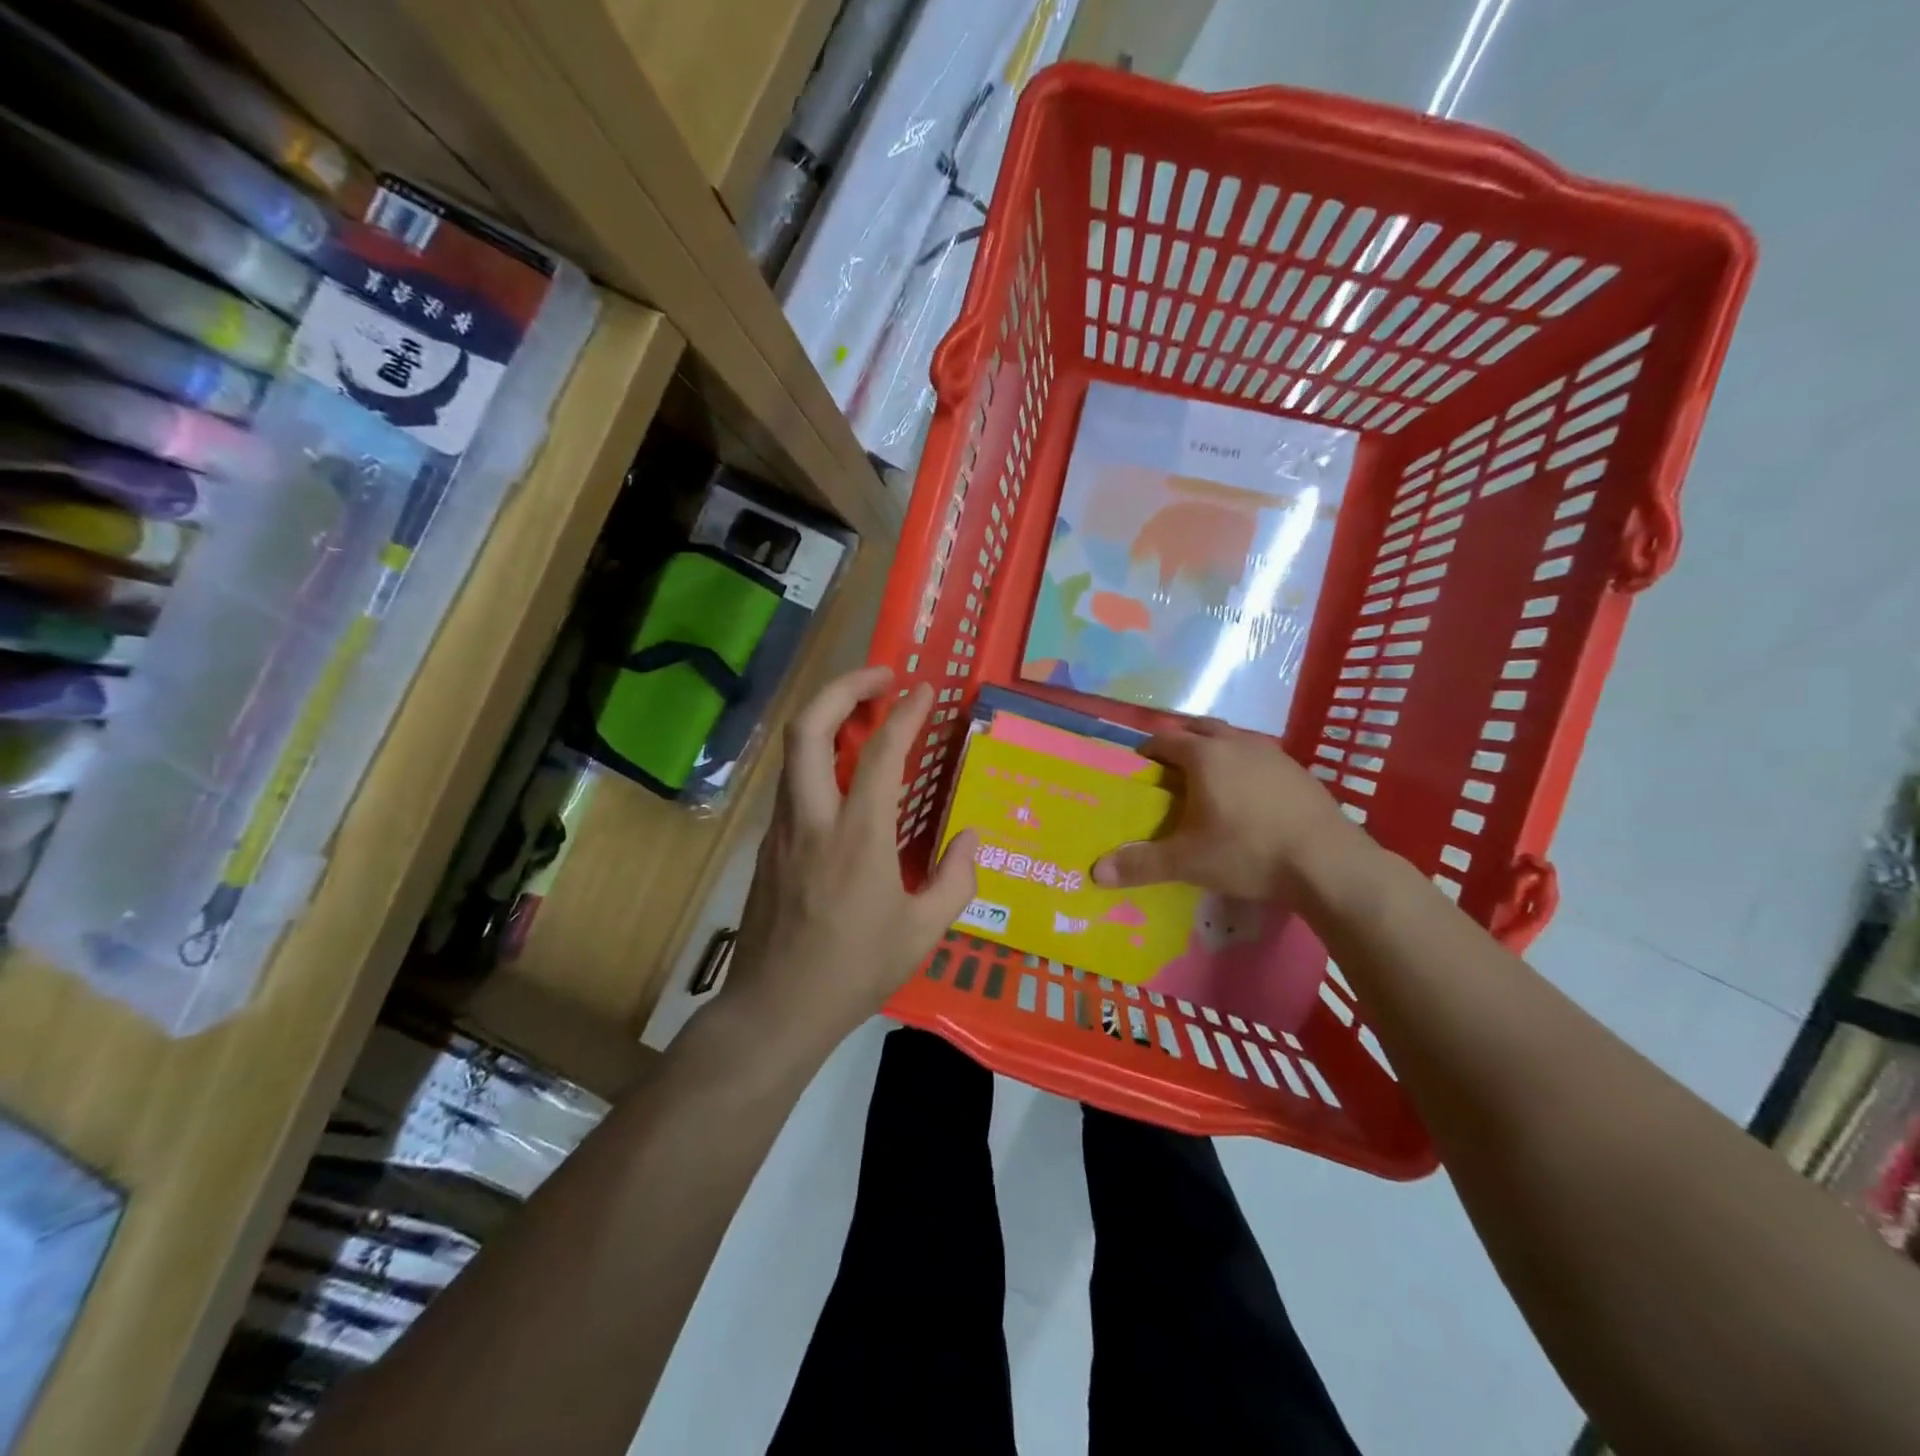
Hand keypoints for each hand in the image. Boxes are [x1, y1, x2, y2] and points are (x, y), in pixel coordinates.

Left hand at [720, 666, 977, 1048]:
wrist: (775, 1008)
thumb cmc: (855, 971)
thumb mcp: (923, 932)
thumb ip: (956, 879)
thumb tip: (973, 838)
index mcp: (858, 836)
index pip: (882, 752)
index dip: (906, 712)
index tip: (924, 689)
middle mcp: (813, 818)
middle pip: (809, 726)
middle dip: (844, 687)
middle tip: (881, 677)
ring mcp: (783, 828)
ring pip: (794, 749)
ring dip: (827, 715)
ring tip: (865, 712)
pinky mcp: (769, 843)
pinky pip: (792, 780)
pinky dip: (818, 754)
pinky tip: (844, 771)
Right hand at [1091, 719, 1361, 900]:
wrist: (1328, 862)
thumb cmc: (1248, 852)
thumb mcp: (1189, 862)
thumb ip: (1142, 864)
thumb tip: (1096, 872)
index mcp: (1205, 756)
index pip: (1166, 739)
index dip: (1148, 749)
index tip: (1138, 765)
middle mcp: (1237, 743)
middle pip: (1200, 727)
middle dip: (1182, 740)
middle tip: (1170, 765)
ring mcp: (1273, 754)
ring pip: (1234, 738)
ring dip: (1216, 748)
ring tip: (1208, 776)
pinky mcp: (1299, 771)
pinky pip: (1261, 756)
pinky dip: (1245, 764)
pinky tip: (1249, 794)